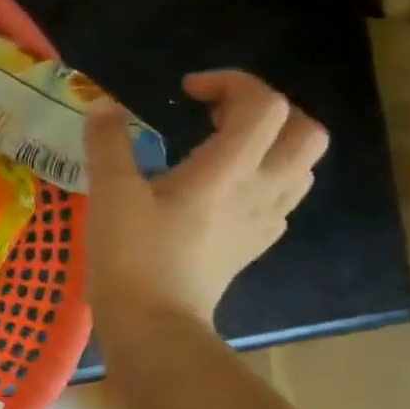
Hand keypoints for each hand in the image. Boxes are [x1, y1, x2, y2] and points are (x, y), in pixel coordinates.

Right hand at [82, 71, 327, 327]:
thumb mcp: (109, 194)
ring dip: (271, 144)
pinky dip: (261, 180)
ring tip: (222, 148)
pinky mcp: (252, 247)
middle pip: (305, 132)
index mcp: (229, 171)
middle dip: (267, 110)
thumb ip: (109, 143)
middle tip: (218, 115)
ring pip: (300, 167)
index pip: (264, 104)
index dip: (232, 83)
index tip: (187, 91)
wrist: (152, 325)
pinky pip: (279, 200)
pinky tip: (222, 191)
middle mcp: (261, 190)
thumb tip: (104, 107)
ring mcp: (262, 222)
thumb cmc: (132, 257)